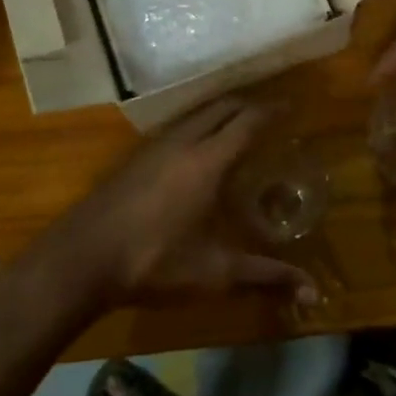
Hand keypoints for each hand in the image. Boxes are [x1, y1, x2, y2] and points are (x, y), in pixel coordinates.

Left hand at [54, 97, 317, 307]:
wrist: (82, 257)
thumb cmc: (154, 261)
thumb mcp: (215, 272)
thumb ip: (265, 276)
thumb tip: (313, 291)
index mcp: (208, 160)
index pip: (247, 121)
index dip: (272, 110)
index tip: (292, 105)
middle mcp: (184, 141)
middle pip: (222, 106)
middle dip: (249, 104)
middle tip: (271, 112)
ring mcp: (155, 145)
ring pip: (197, 113)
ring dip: (222, 111)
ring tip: (240, 123)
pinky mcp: (136, 156)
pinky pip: (178, 125)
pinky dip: (199, 123)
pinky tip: (198, 146)